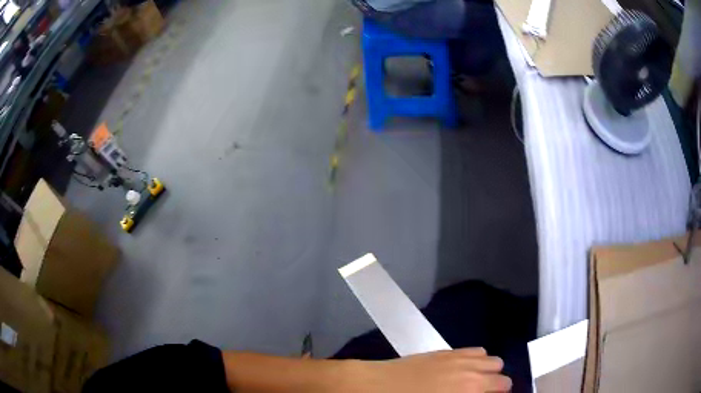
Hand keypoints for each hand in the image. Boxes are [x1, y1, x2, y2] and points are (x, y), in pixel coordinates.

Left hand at [347, 348, 511, 392]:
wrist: (377, 387)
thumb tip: (479, 392)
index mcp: (473, 388)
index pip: (504, 387)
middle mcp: (473, 371)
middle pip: (501, 374)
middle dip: (496, 385)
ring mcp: (461, 358)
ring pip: (492, 360)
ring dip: (487, 371)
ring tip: (474, 383)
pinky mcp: (447, 351)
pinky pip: (475, 351)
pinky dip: (476, 360)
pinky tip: (464, 369)